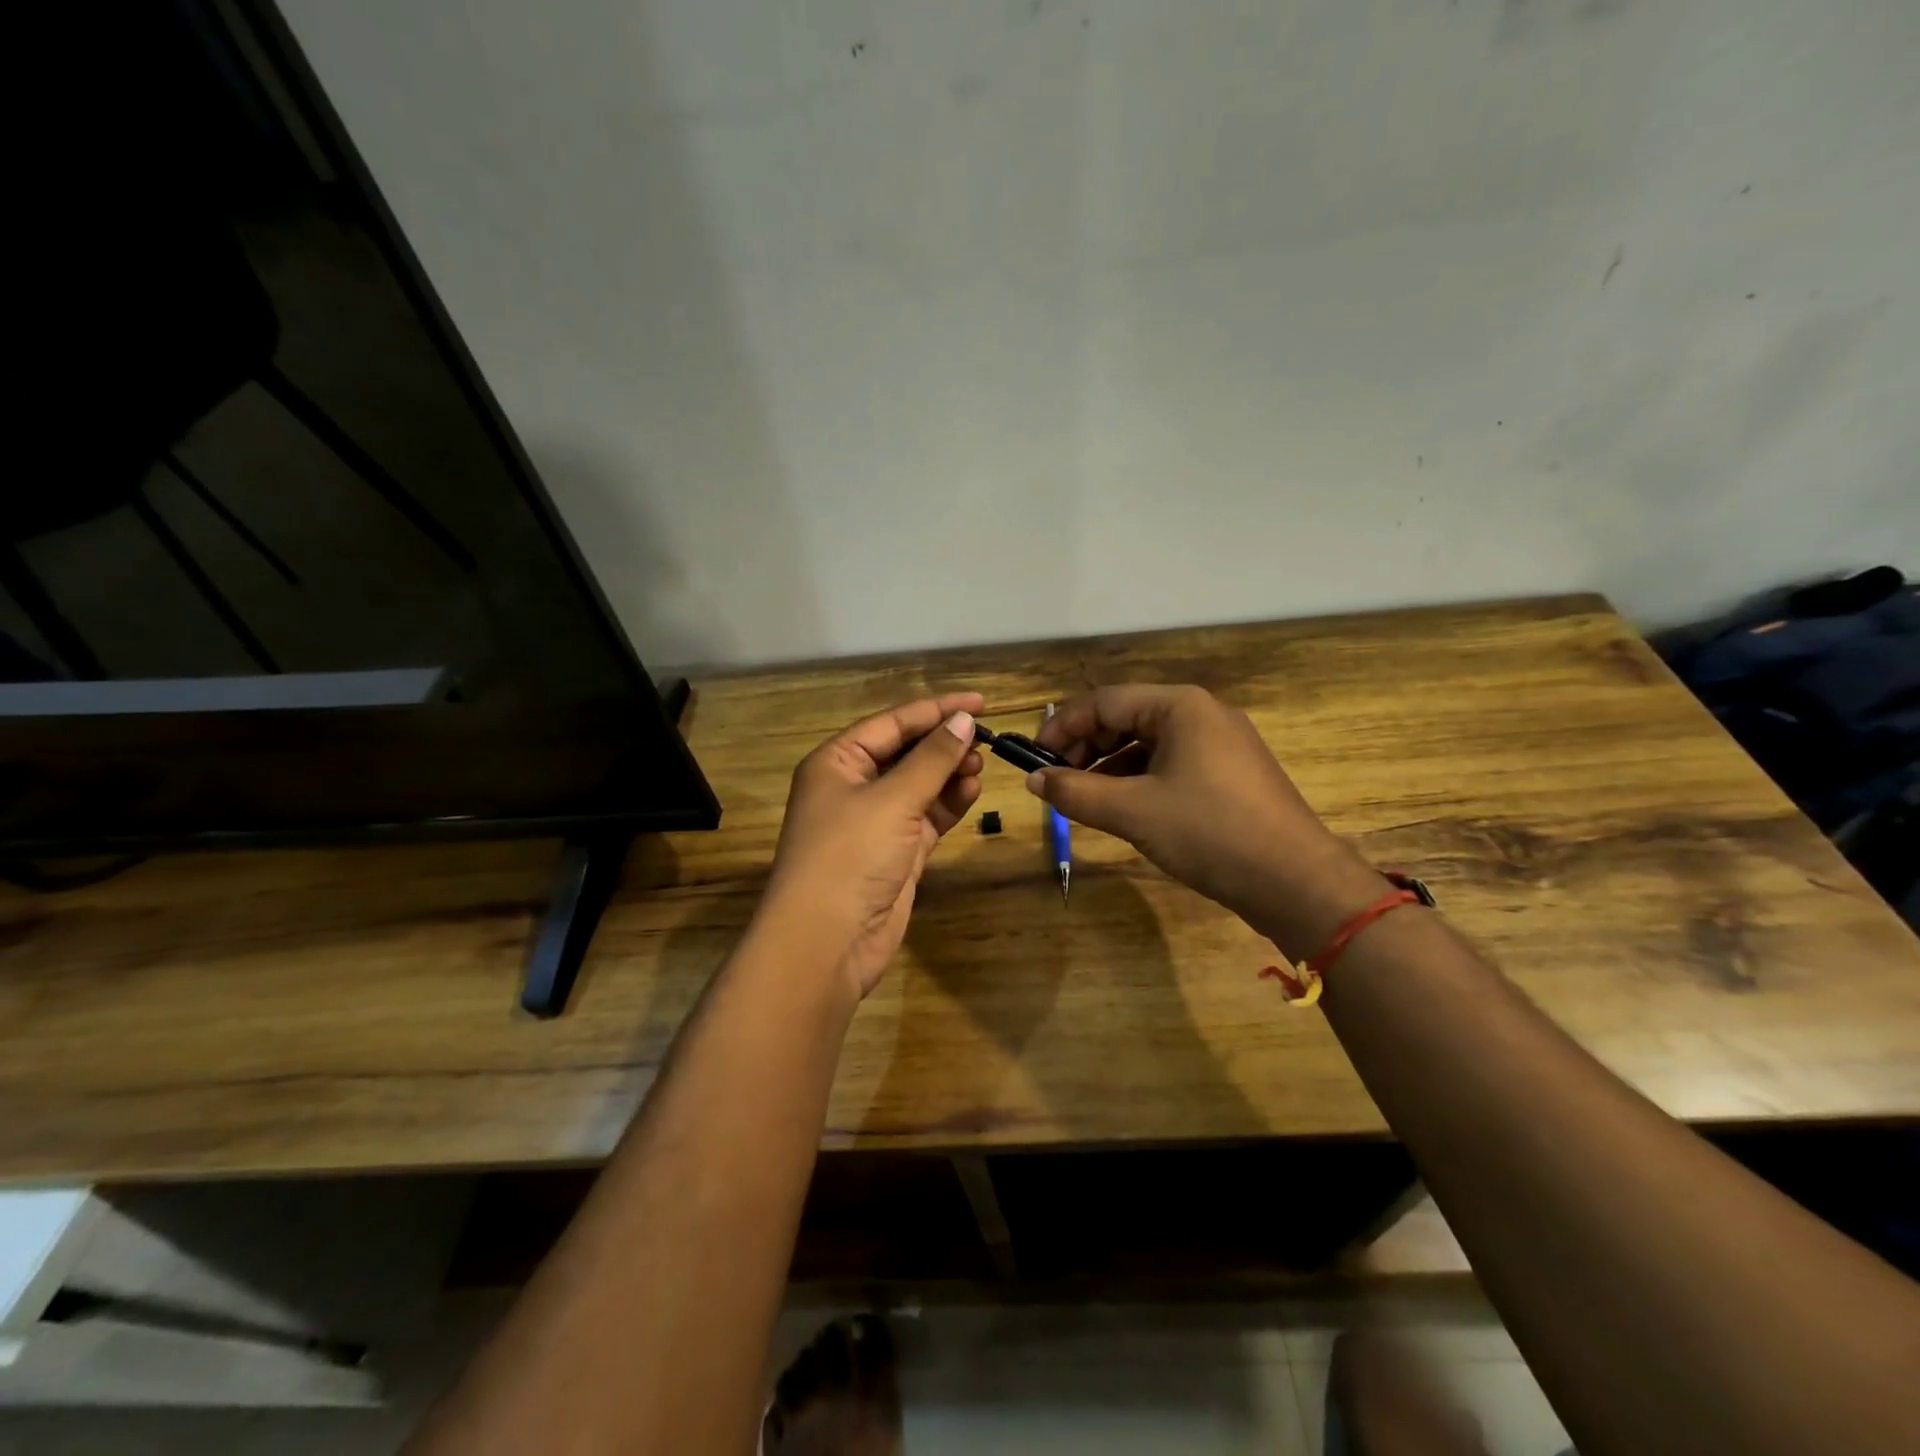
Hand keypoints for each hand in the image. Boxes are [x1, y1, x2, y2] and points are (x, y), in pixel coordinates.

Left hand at [763, 693, 984, 1000]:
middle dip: (944, 744)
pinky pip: (926, 816)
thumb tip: (964, 721)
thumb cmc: (850, 856)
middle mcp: (853, 786)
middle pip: (906, 752)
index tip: (980, 703)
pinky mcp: (895, 852)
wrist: (827, 942)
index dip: (936, 710)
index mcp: (837, 762)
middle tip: (986, 740)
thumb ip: (932, 759)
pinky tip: (972, 791)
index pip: (893, 723)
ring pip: (919, 785)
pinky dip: (948, 804)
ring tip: (982, 765)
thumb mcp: (893, 800)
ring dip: (949, 774)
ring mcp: (874, 821)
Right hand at [1030, 685, 1381, 958]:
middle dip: (1085, 747)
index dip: (1061, 727)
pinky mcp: (1230, 773)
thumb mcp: (1132, 812)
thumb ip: (1075, 792)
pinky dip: (1138, 780)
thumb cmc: (1209, 833)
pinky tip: (1123, 808)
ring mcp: (1221, 743)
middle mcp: (1202, 713)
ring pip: (1147, 743)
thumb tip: (1033, 780)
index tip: (1033, 759)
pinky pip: (1170, 764)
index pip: (1103, 701)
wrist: (1295, 881)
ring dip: (1108, 766)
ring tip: (1083, 799)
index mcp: (1180, 706)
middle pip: (1125, 717)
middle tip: (1056, 782)